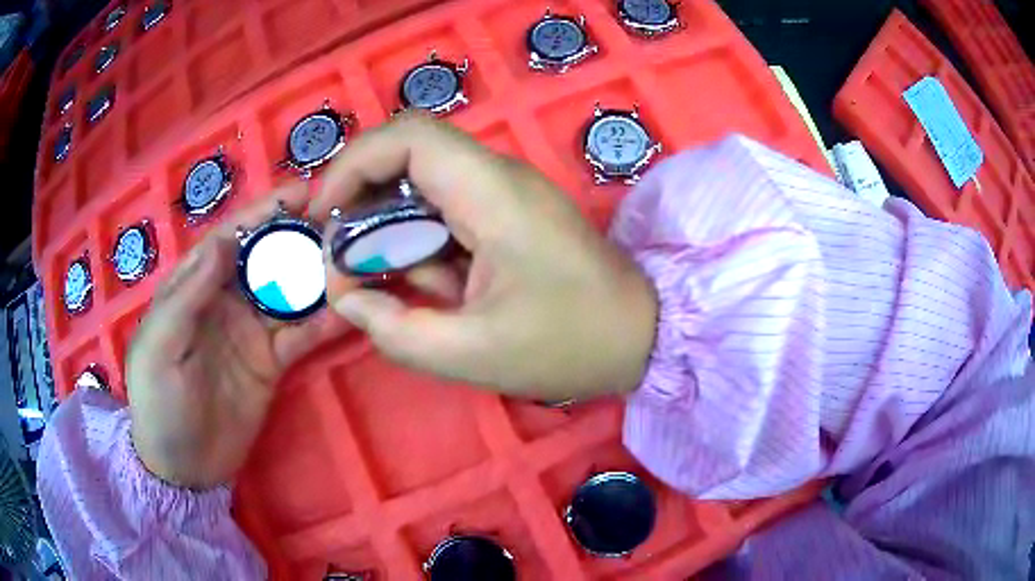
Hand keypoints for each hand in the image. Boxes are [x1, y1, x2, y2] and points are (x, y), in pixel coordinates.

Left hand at [127, 186, 348, 488]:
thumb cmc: (159, 402)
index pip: (229, 239)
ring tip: (354, 259)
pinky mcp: (272, 361)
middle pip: (264, 258)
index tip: (301, 193)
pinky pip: (300, 335)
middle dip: (298, 236)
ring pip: (288, 292)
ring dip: (317, 275)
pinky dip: (323, 322)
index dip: (262, 214)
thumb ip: (188, 295)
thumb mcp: (160, 347)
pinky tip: (349, 310)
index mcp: (192, 288)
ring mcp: (251, 330)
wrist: (184, 466)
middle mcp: (224, 300)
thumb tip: (224, 243)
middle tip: (341, 222)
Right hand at [311, 114, 657, 401]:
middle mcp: (497, 178)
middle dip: (362, 205)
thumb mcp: (471, 353)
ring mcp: (506, 194)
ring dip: (393, 235)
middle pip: (408, 158)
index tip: (323, 217)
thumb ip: (395, 330)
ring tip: (387, 288)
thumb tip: (347, 300)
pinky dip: (423, 248)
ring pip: (423, 190)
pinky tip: (436, 291)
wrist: (639, 337)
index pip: (407, 137)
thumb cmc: (568, 345)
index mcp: (492, 194)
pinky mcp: (510, 215)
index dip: (351, 166)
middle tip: (342, 260)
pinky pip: (447, 214)